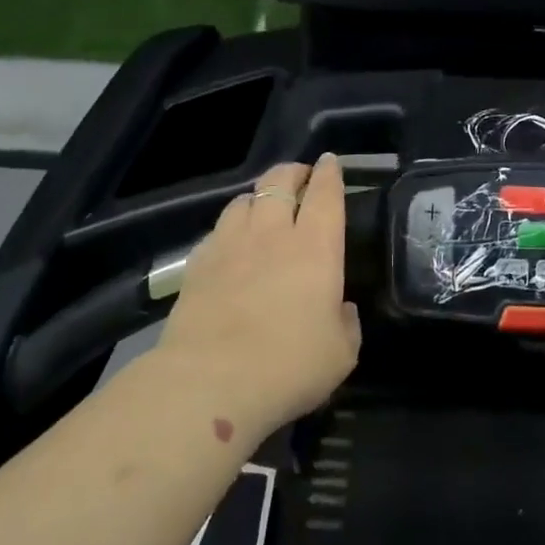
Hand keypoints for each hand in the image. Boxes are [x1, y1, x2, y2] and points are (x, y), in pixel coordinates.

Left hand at [154, 154, 360, 438]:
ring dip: (258, 197)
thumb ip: (346, 323)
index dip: (329, 173)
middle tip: (300, 176)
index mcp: (316, 248)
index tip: (329, 162)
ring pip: (243, 201)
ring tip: (263, 206)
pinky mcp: (197, 264)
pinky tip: (230, 243)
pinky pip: (217, 231)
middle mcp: (272, 235)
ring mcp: (230, 245)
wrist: (211, 382)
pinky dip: (230, 228)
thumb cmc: (289, 366)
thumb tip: (341, 309)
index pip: (325, 194)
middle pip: (279, 183)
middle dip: (292, 172)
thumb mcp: (341, 353)